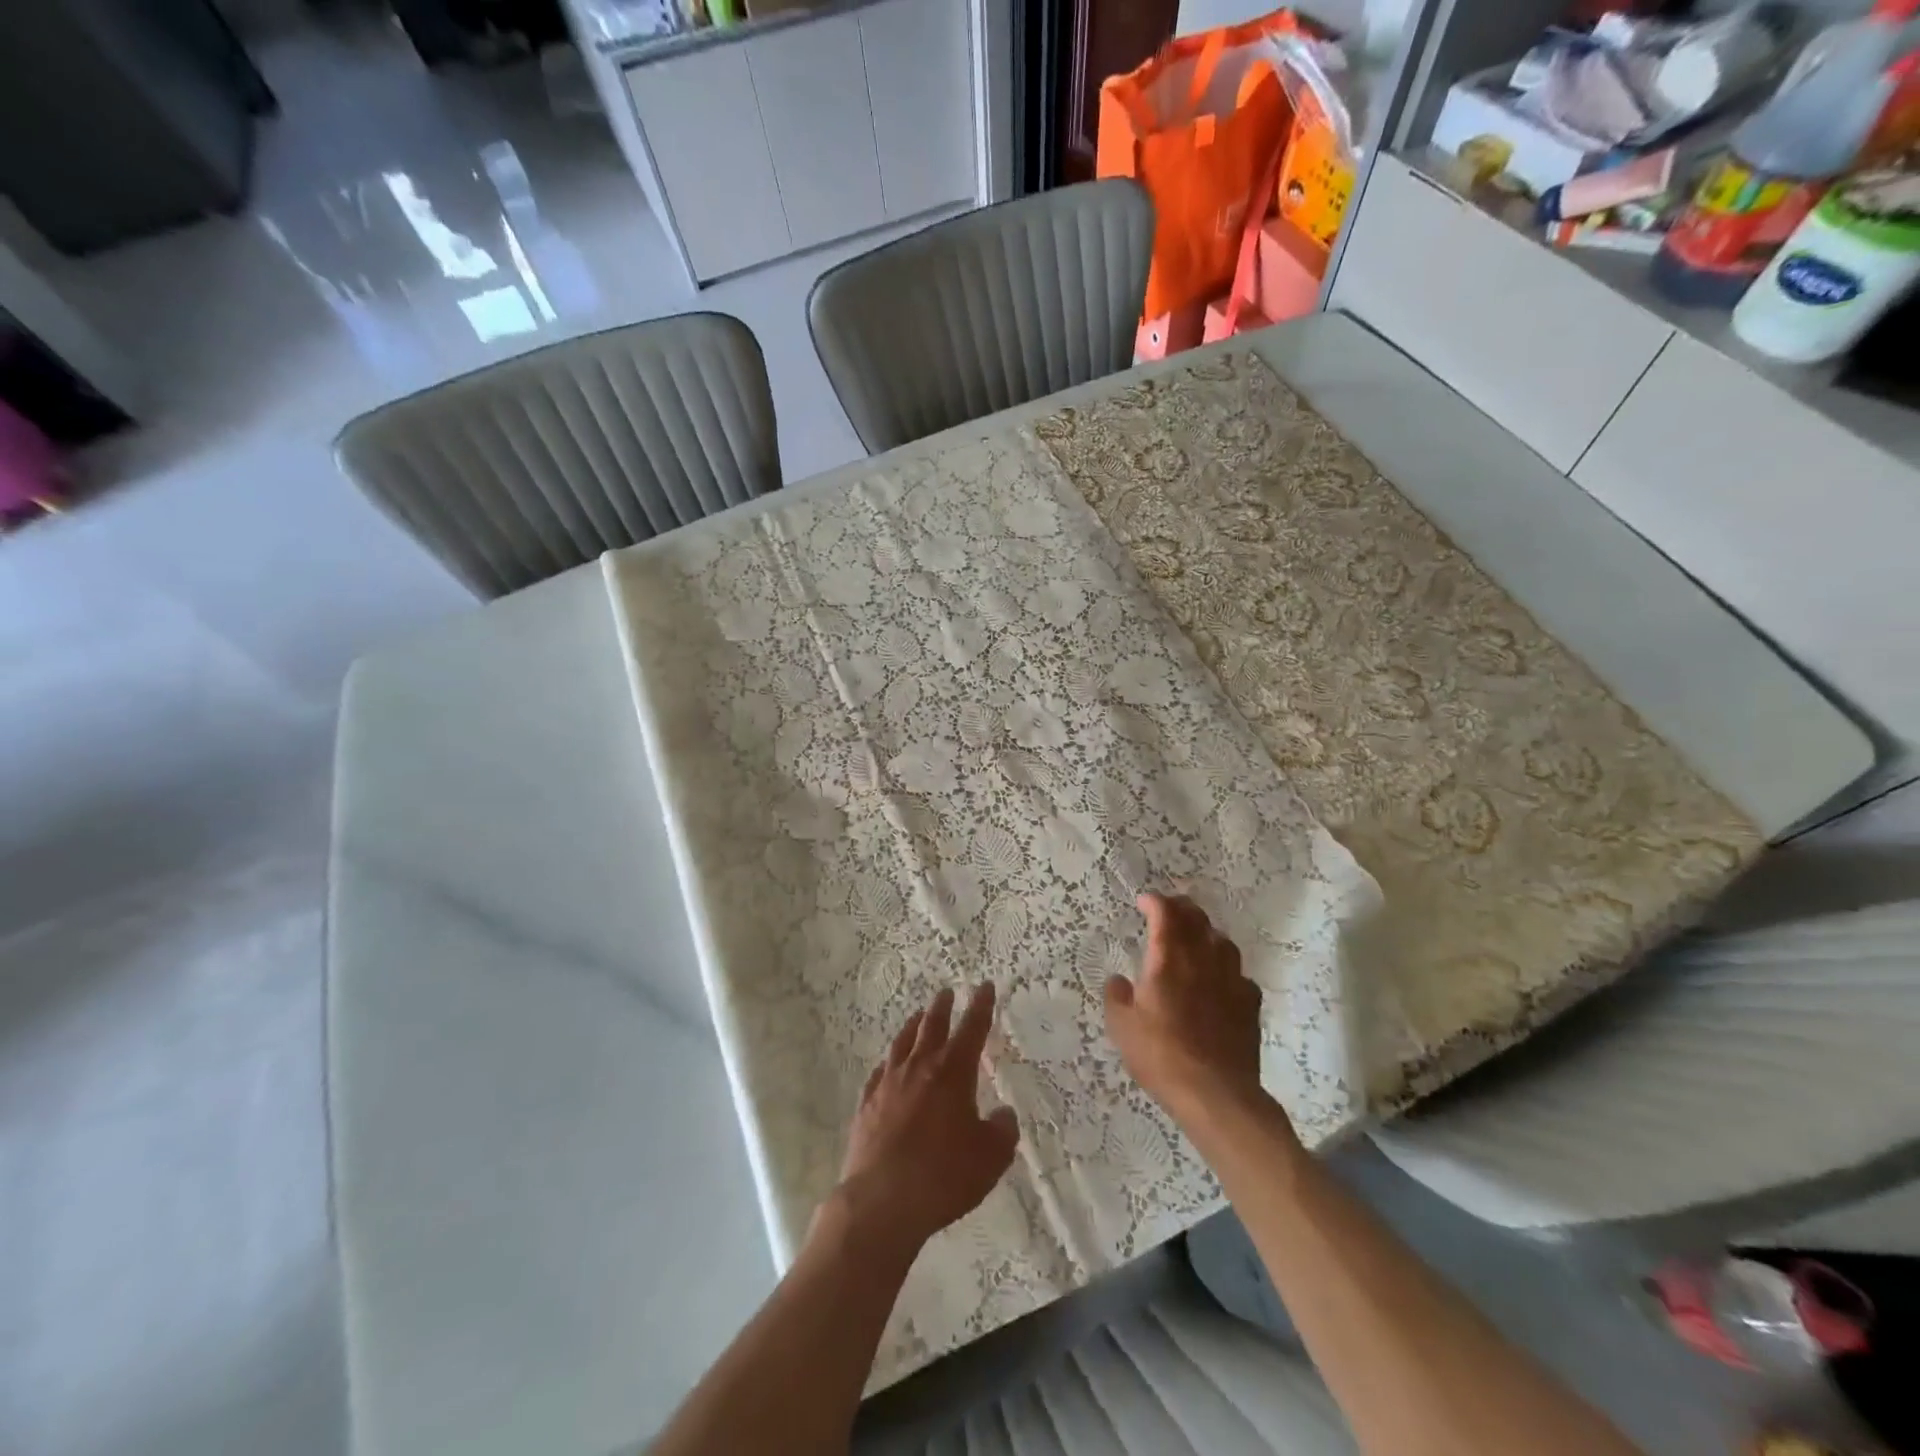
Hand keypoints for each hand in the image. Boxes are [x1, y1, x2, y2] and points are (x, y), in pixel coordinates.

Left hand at [829, 984, 1018, 1256]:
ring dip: (913, 1026)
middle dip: (942, 1007)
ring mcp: (889, 1084)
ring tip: (918, 1016)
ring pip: (902, 1043)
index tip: (984, 986)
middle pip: (932, 1026)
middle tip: (946, 992)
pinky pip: (880, 1072)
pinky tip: (888, 1064)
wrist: (882, 1200)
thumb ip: (1001, 1131)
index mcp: (953, 1072)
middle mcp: (919, 1068)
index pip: (972, 1029)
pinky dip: (889, 1062)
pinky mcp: (867, 1104)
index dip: (981, 1006)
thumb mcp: (989, 1158)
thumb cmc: (944, 1176)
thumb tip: (1002, 1115)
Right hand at [1105, 893, 1281, 1135]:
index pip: (1165, 913)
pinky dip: (1226, 967)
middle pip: (1197, 919)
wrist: (1215, 1093)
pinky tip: (1220, 980)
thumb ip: (1117, 996)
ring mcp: (1231, 979)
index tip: (1144, 902)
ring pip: (1222, 940)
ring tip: (1196, 939)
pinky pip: (1239, 972)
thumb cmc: (1160, 1055)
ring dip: (1206, 932)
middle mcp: (1202, 960)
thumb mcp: (1121, 1027)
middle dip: (1181, 908)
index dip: (1154, 902)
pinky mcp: (1250, 1002)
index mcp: (1168, 959)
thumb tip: (1119, 980)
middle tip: (1168, 911)